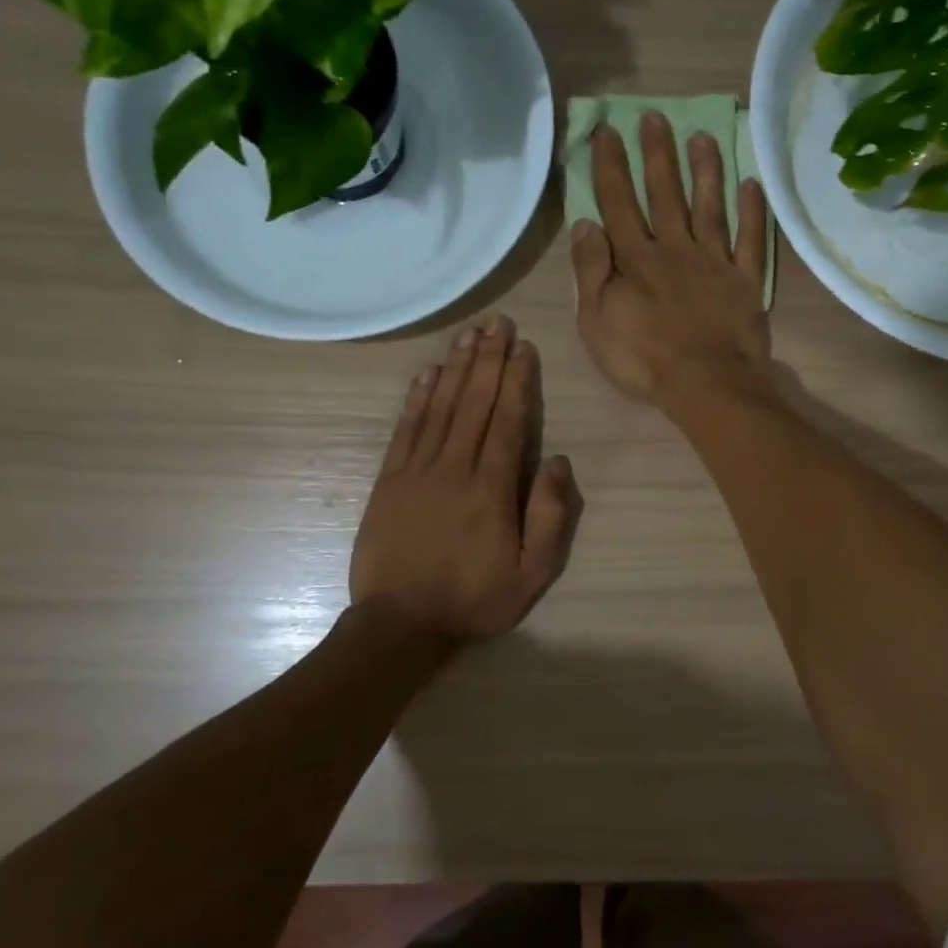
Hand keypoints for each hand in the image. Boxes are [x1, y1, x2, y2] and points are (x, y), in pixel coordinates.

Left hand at [351, 316, 581, 647]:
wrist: (400, 624)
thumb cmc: (474, 599)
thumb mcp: (532, 573)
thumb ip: (550, 516)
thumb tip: (557, 460)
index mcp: (491, 487)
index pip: (507, 420)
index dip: (516, 380)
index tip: (523, 347)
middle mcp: (454, 467)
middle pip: (474, 403)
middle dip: (489, 360)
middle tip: (498, 323)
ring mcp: (417, 470)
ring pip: (441, 407)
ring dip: (457, 368)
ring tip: (469, 335)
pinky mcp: (390, 480)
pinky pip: (406, 429)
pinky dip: (417, 398)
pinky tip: (427, 373)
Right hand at [570, 114, 772, 411]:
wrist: (706, 384)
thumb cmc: (643, 359)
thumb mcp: (597, 322)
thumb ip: (591, 271)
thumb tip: (584, 224)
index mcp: (636, 259)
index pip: (619, 203)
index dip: (612, 166)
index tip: (608, 131)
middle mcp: (675, 249)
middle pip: (665, 194)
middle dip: (658, 154)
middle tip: (654, 117)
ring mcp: (715, 262)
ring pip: (709, 207)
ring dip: (705, 170)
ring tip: (703, 136)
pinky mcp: (746, 281)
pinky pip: (751, 240)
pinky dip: (752, 212)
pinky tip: (752, 184)